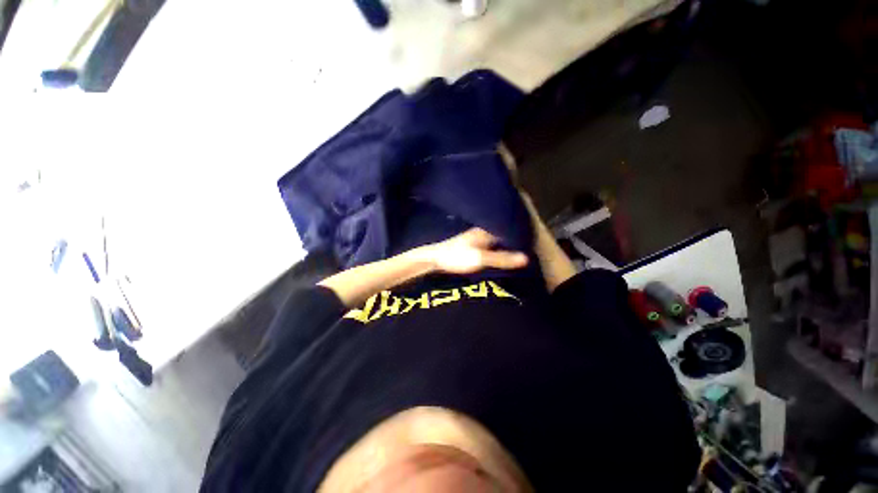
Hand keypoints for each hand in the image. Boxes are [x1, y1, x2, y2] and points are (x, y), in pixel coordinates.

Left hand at [424, 228, 527, 274]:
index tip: (532, 240)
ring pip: (495, 238)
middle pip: (502, 233)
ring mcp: (475, 237)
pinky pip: (488, 243)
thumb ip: (502, 258)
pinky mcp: (470, 244)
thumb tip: (526, 258)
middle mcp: (482, 230)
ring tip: (518, 251)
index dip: (519, 234)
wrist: (433, 258)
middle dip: (513, 238)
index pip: (507, 229)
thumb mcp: (480, 259)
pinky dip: (496, 247)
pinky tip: (499, 254)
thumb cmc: (456, 256)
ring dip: (504, 243)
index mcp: (485, 231)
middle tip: (527, 246)